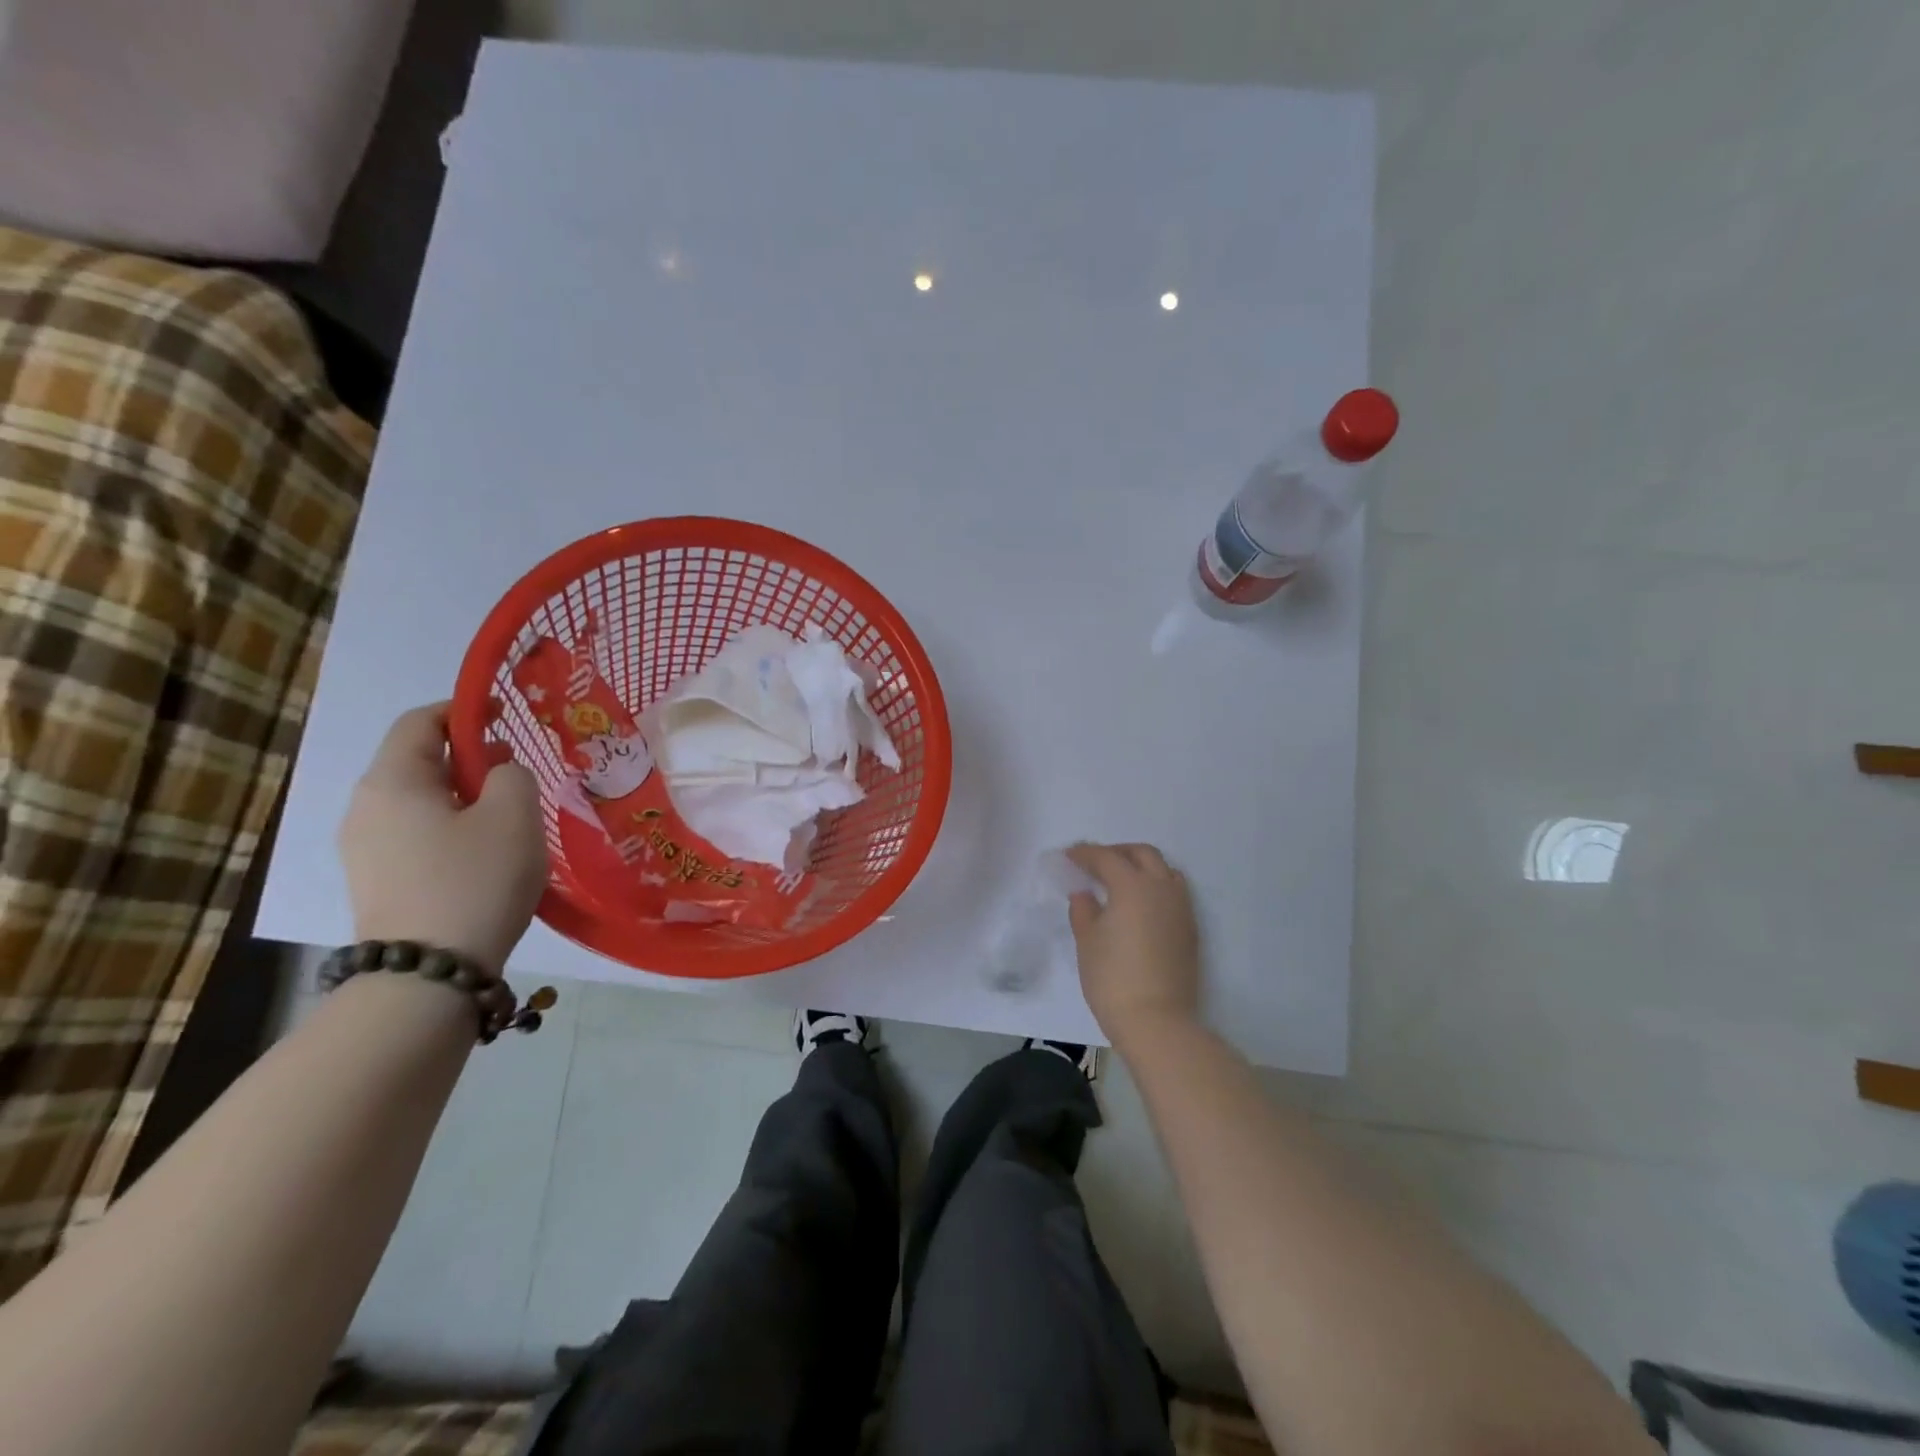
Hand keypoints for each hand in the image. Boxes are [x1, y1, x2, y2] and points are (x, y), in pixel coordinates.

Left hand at [339, 704, 547, 975]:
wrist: (428, 973)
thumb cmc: (475, 880)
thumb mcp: (514, 814)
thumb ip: (512, 774)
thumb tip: (498, 771)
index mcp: (393, 780)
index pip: (421, 721)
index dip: (464, 710)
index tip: (505, 715)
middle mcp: (365, 807)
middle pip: (417, 761)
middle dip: (468, 756)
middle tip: (517, 771)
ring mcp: (364, 848)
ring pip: (418, 800)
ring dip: (463, 795)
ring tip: (508, 815)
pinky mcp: (376, 881)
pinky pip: (415, 833)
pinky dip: (450, 826)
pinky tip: (485, 852)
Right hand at [1064, 842, 1200, 1046]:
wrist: (1158, 1022)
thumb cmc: (1113, 979)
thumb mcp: (1087, 942)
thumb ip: (1084, 910)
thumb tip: (1085, 894)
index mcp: (1132, 886)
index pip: (1107, 858)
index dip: (1085, 854)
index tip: (1069, 856)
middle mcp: (1162, 889)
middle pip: (1143, 854)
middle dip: (1118, 852)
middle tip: (1096, 864)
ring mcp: (1181, 909)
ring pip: (1165, 870)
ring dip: (1142, 866)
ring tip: (1121, 881)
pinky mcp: (1190, 929)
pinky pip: (1174, 892)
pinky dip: (1156, 887)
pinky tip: (1140, 906)